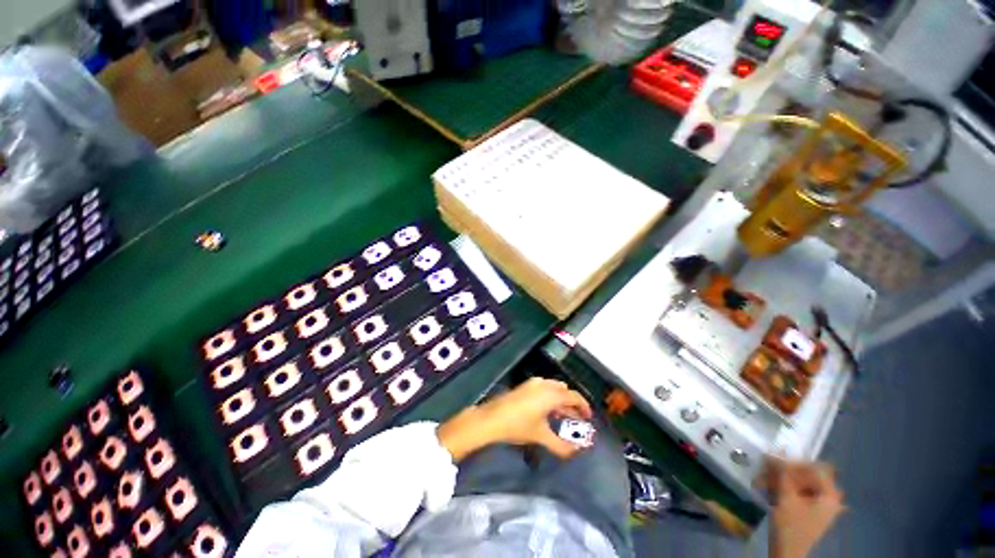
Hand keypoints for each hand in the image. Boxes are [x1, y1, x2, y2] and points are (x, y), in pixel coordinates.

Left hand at [437, 378, 592, 461]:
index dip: (584, 406)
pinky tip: (547, 411)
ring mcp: (533, 383)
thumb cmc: (518, 426)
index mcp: (551, 394)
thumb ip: (561, 445)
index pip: (574, 396)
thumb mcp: (541, 436)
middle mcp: (544, 384)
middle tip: (577, 419)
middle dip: (572, 404)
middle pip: (564, 391)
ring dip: (561, 400)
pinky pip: (544, 388)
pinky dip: (550, 397)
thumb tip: (575, 452)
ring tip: (563, 416)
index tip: (589, 418)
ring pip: (554, 388)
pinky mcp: (525, 386)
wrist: (492, 418)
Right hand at [760, 459, 845, 557]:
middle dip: (784, 472)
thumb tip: (777, 449)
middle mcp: (829, 497)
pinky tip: (768, 488)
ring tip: (762, 481)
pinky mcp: (810, 509)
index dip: (795, 462)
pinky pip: (798, 491)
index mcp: (830, 495)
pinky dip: (783, 488)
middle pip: (807, 475)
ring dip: (780, 479)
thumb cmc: (790, 527)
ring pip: (799, 483)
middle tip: (765, 470)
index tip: (774, 462)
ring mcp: (820, 504)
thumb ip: (783, 473)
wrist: (787, 553)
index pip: (815, 468)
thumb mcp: (786, 498)